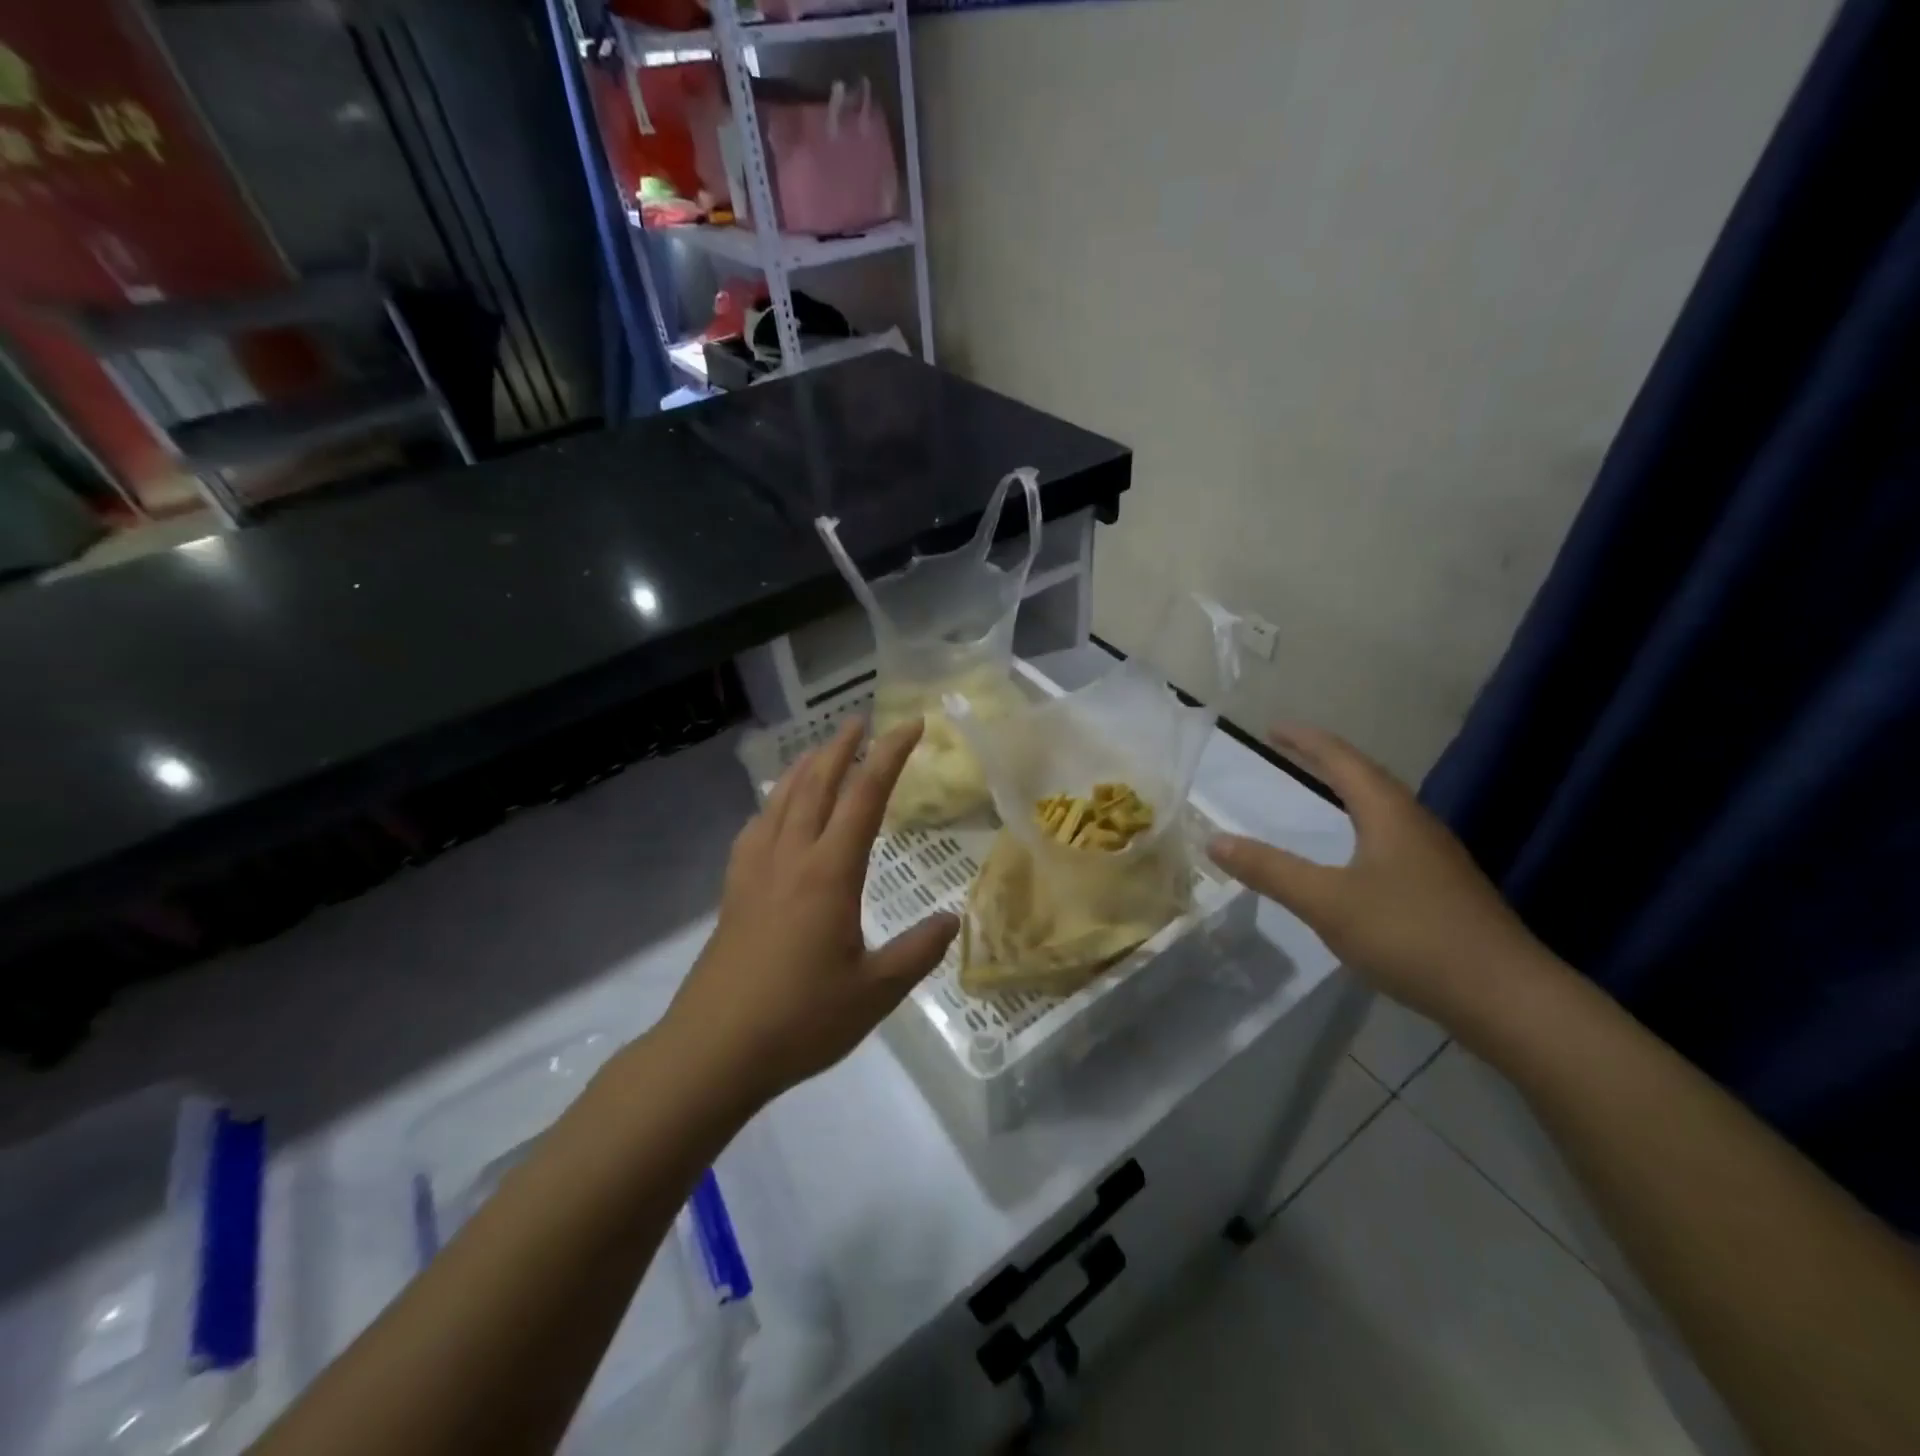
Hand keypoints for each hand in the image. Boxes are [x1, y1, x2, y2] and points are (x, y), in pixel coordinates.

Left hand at [663, 718, 958, 1106]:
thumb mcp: (874, 992)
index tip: (910, 725)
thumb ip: (916, 952)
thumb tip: (951, 921)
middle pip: (816, 784)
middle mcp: (790, 857)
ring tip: (821, 750)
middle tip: (862, 721)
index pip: (864, 797)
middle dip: (841, 746)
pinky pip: (755, 828)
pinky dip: (772, 803)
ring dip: (804, 767)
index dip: (889, 755)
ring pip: (780, 799)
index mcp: (829, 873)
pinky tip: (775, 811)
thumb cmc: (799, 1020)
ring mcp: (755, 871)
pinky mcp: (734, 890)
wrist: (713, 1050)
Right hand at [1206, 723, 1551, 1028]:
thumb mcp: (1327, 902)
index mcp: (1389, 814)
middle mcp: (1417, 825)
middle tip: (1291, 751)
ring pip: (1385, 809)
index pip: (1342, 760)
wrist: (1508, 998)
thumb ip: (1270, 870)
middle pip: (1368, 778)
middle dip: (1326, 760)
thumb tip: (1215, 840)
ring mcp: (1437, 858)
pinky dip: (1363, 827)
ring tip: (1321, 791)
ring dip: (1349, 792)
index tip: (1273, 728)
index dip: (1306, 741)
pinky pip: (1393, 838)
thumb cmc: (1411, 936)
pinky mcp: (1445, 889)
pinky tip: (1357, 855)